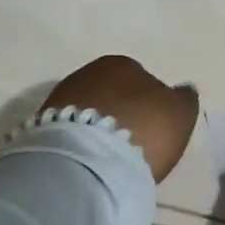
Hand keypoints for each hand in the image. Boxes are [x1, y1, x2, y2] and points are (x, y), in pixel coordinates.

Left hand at [41, 55, 198, 181]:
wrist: (89, 161)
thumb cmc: (143, 129)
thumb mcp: (181, 113)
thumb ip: (184, 98)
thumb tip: (182, 90)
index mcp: (123, 63)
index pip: (141, 79)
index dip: (149, 104)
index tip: (153, 128)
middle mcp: (88, 72)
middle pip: (111, 94)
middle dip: (120, 113)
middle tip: (132, 142)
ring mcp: (60, 99)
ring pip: (88, 112)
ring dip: (97, 128)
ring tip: (109, 156)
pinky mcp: (40, 127)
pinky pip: (70, 132)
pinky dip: (80, 143)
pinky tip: (90, 161)